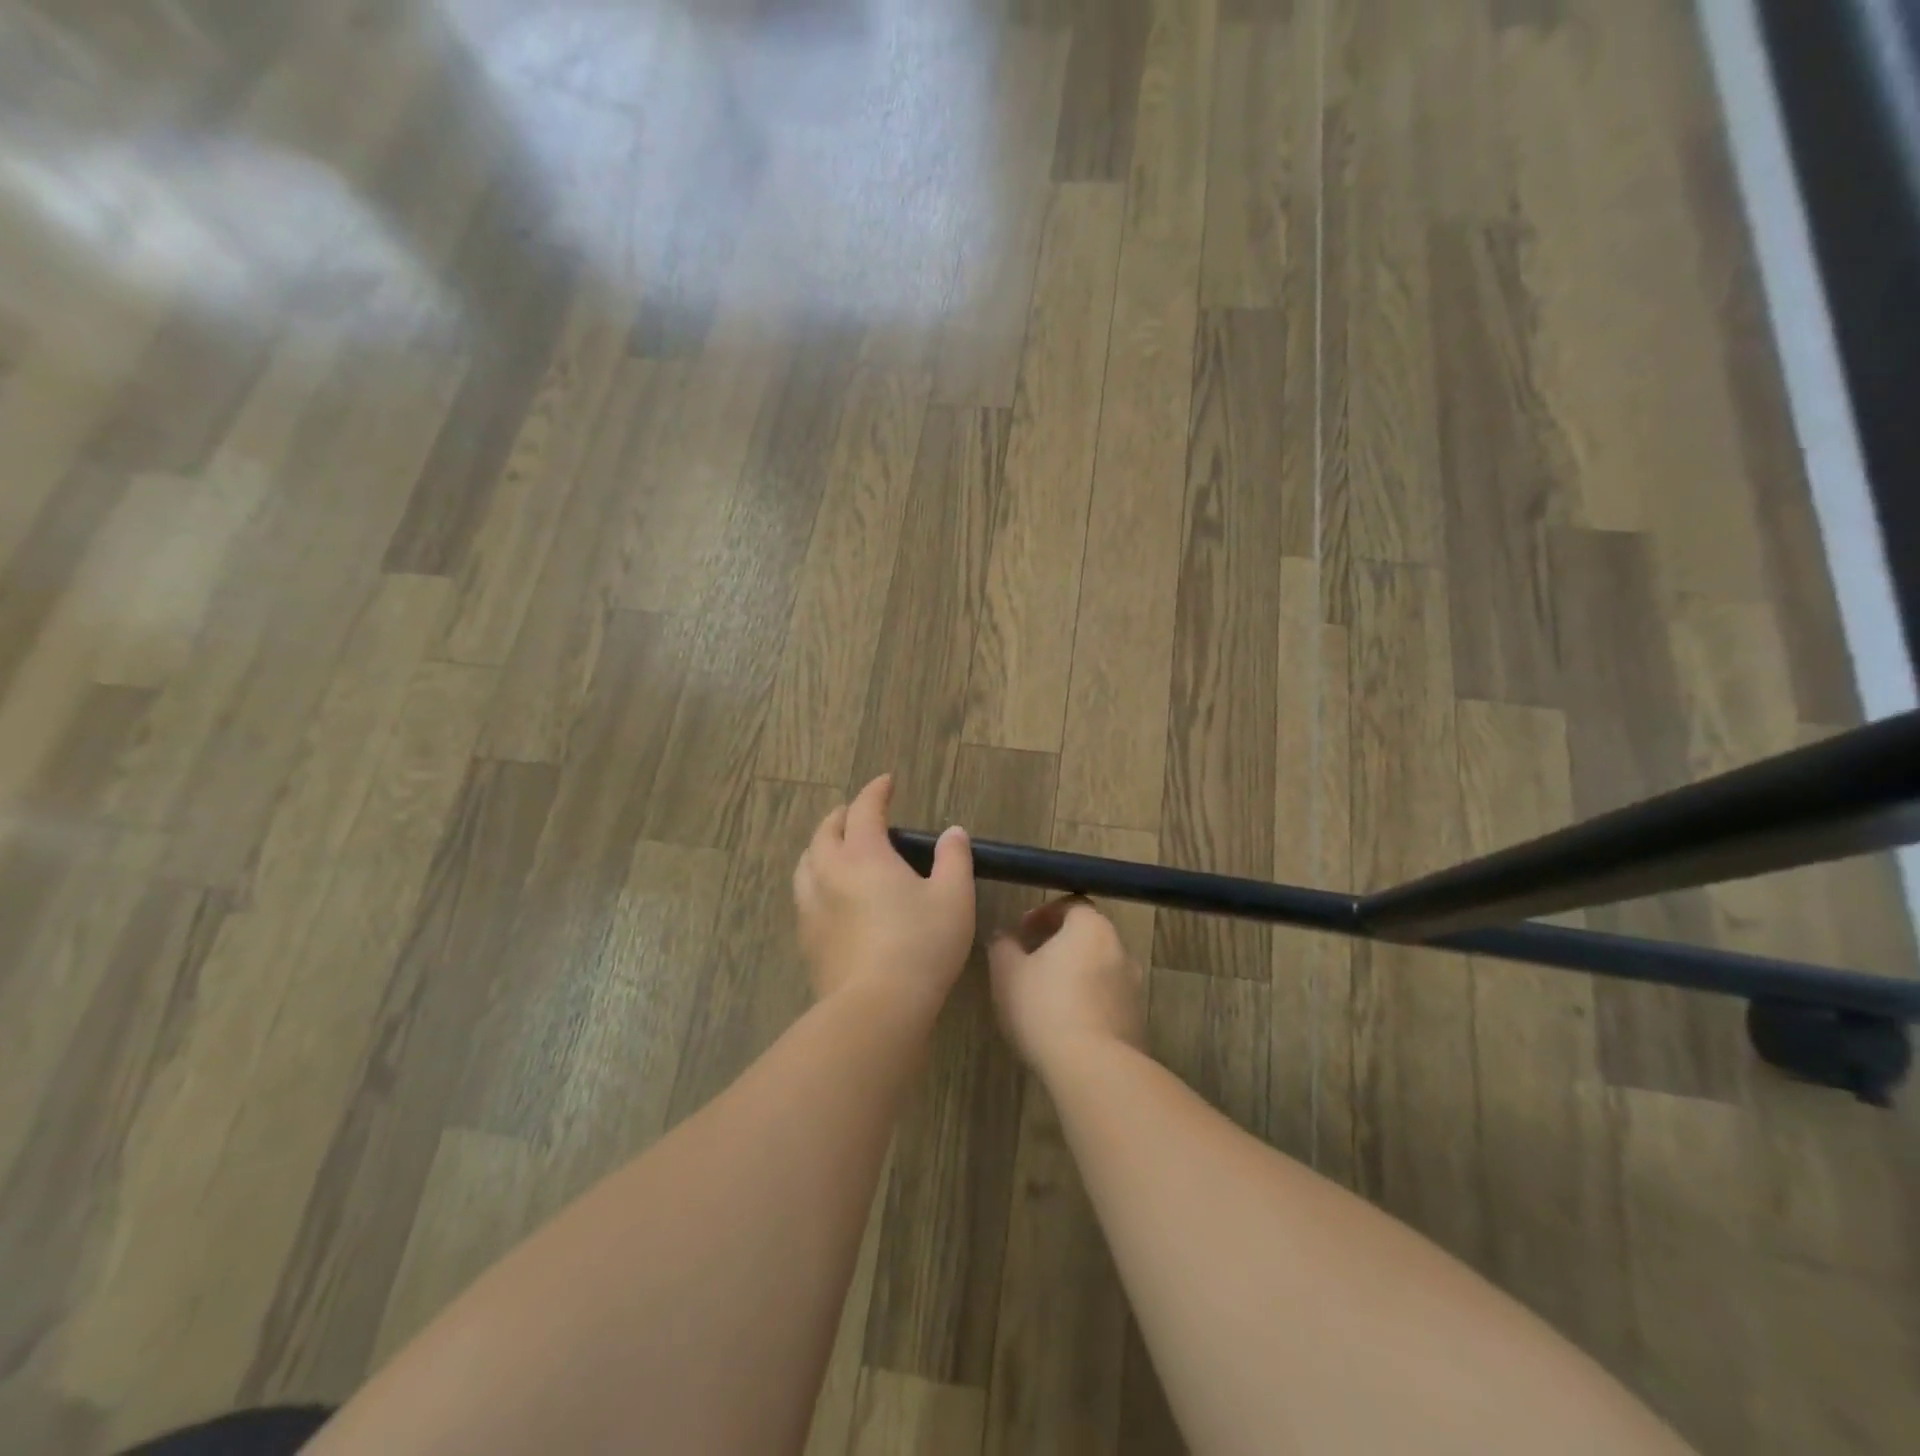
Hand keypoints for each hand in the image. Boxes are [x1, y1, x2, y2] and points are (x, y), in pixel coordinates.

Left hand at [793, 774, 974, 1017]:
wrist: (876, 1007)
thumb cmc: (921, 945)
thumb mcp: (953, 898)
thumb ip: (954, 858)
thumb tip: (952, 832)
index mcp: (864, 855)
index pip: (864, 810)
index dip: (875, 792)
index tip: (886, 782)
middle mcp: (830, 872)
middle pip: (825, 832)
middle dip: (841, 815)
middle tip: (856, 813)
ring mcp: (811, 906)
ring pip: (805, 862)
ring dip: (820, 846)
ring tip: (835, 848)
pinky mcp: (807, 938)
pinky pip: (803, 894)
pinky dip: (815, 879)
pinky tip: (829, 895)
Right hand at [988, 897, 1144, 1072]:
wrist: (1093, 1068)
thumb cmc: (1044, 1008)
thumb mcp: (1007, 973)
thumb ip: (1003, 946)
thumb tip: (1005, 936)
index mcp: (1091, 928)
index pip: (1071, 905)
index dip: (1044, 914)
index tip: (1023, 932)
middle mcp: (1120, 949)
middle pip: (1087, 936)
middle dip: (1059, 945)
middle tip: (1031, 962)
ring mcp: (1132, 987)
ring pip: (1098, 969)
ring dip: (1075, 975)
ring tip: (1046, 997)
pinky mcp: (1136, 1020)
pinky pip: (1107, 1000)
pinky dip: (1088, 1002)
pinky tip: (1065, 1024)